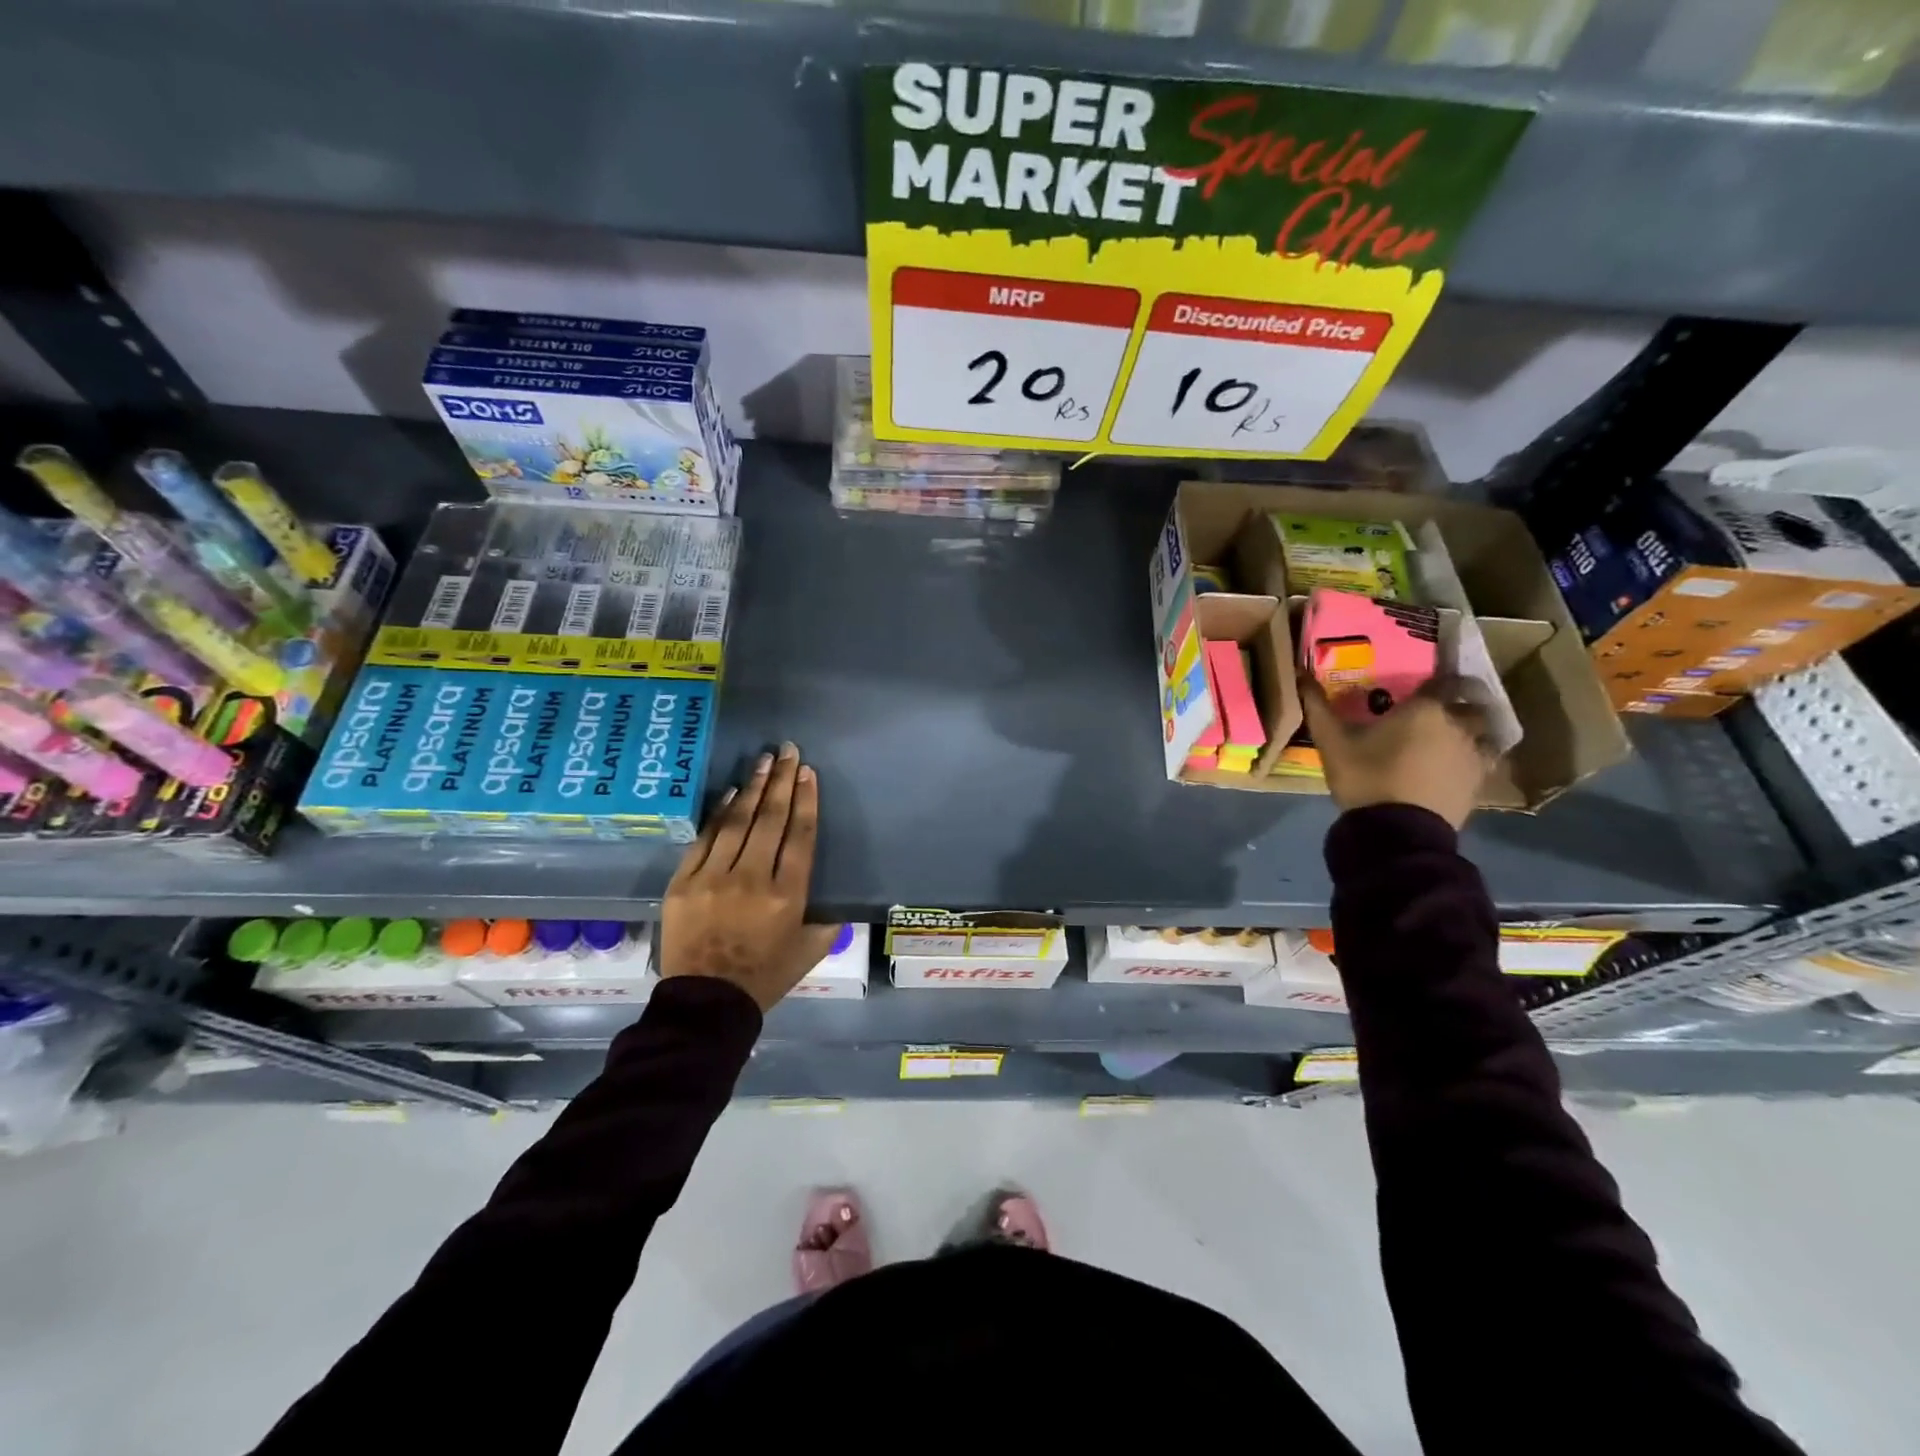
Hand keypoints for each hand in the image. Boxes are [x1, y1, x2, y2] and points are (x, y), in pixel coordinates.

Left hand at [660, 743, 840, 1011]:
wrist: (706, 1003)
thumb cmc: (764, 977)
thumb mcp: (809, 951)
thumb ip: (826, 922)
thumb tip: (834, 902)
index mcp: (787, 895)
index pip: (799, 835)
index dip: (805, 800)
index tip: (808, 773)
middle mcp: (752, 878)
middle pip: (770, 819)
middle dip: (782, 781)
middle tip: (788, 751)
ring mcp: (714, 877)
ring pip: (738, 821)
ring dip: (753, 787)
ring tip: (764, 760)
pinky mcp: (684, 882)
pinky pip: (706, 839)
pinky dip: (720, 813)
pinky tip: (732, 792)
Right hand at [1299, 673, 1494, 829]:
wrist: (1396, 831)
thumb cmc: (1365, 777)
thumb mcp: (1332, 743)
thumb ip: (1317, 707)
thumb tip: (1301, 676)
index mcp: (1425, 708)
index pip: (1441, 680)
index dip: (1432, 682)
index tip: (1418, 687)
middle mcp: (1458, 723)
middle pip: (1470, 704)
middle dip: (1458, 703)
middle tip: (1436, 711)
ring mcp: (1474, 753)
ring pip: (1484, 731)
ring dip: (1472, 729)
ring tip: (1452, 737)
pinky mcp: (1480, 781)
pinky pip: (1485, 759)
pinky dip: (1475, 756)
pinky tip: (1457, 765)